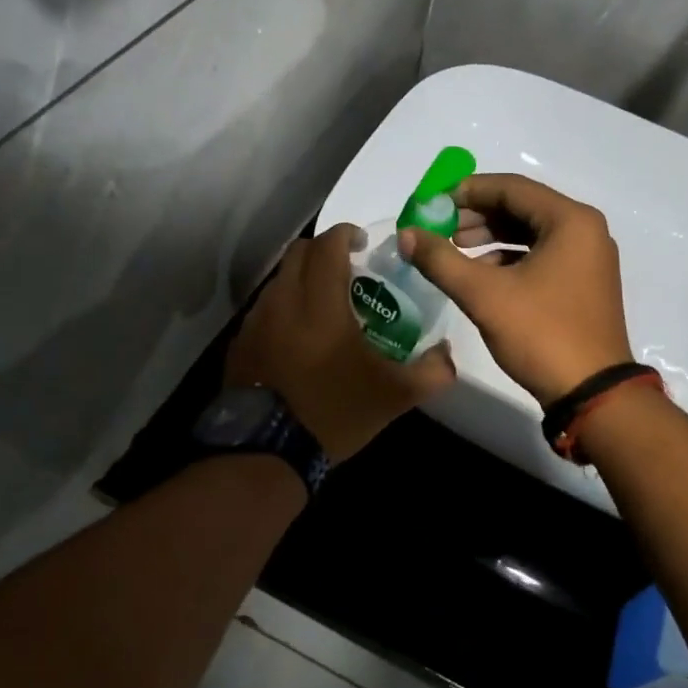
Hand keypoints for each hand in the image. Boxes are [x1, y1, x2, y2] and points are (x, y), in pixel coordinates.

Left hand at [226, 223, 456, 461]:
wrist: (267, 453)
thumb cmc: (334, 413)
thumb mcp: (393, 397)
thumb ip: (430, 373)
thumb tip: (447, 355)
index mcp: (320, 303)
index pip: (327, 245)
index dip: (346, 234)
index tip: (363, 243)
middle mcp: (283, 301)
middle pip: (298, 253)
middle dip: (323, 251)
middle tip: (347, 269)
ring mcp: (256, 322)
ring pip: (278, 280)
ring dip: (302, 279)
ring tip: (324, 304)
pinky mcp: (240, 343)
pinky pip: (264, 308)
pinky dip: (283, 307)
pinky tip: (297, 336)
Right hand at [399, 174, 633, 406]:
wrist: (592, 394)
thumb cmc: (541, 334)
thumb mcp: (484, 295)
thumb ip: (441, 260)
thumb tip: (405, 234)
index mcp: (570, 220)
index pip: (511, 188)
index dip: (466, 192)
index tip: (431, 203)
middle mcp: (585, 231)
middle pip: (522, 208)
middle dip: (476, 216)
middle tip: (439, 230)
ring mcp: (588, 259)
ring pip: (530, 234)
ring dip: (490, 239)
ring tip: (453, 251)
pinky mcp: (583, 284)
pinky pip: (541, 256)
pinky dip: (509, 260)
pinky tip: (480, 276)